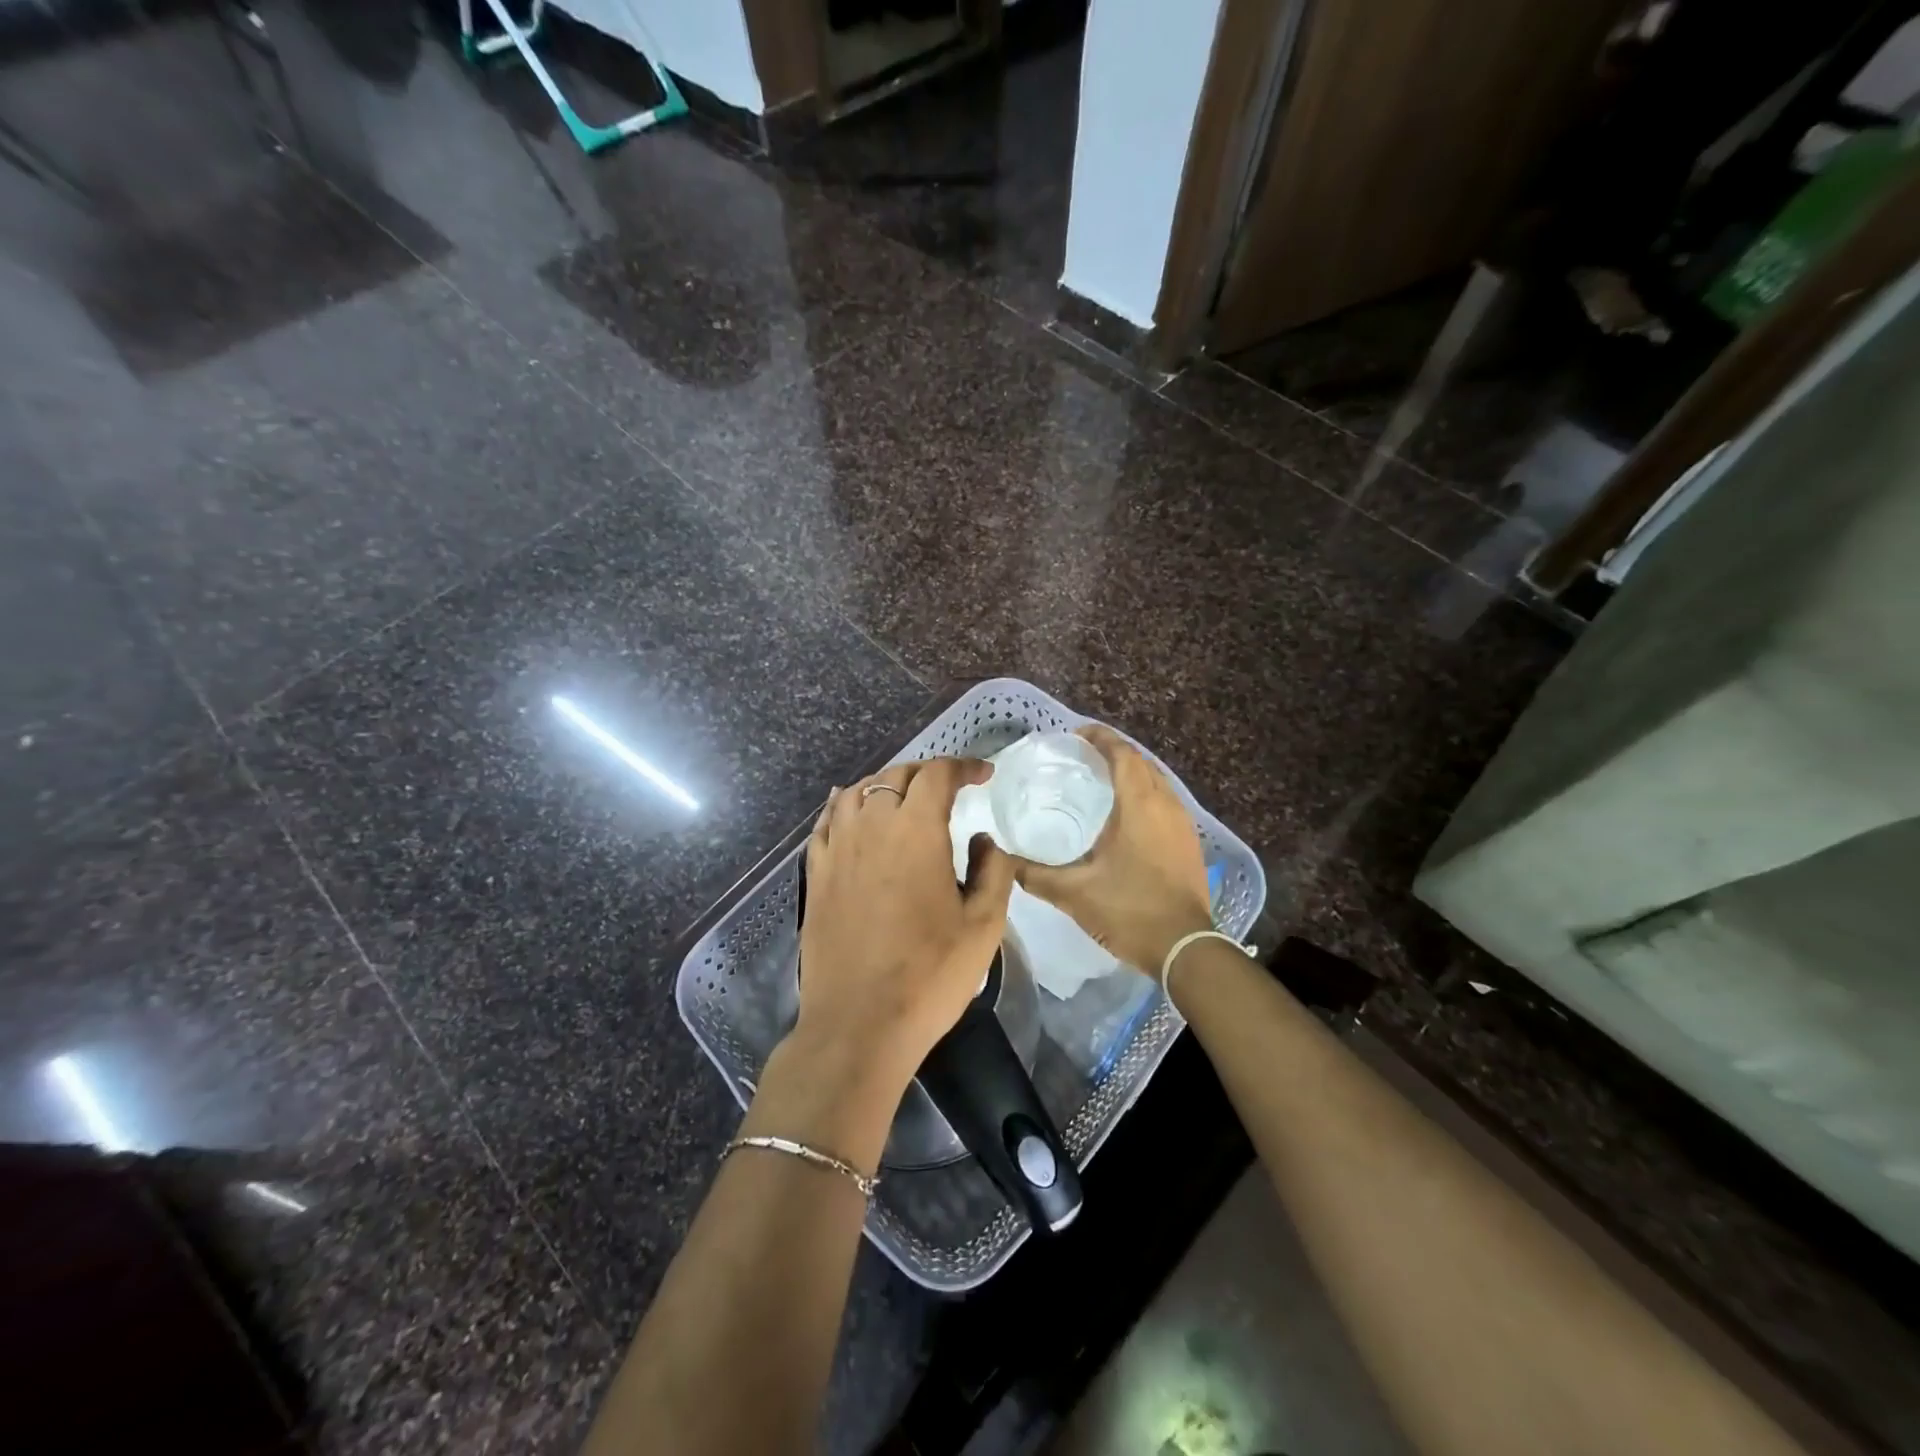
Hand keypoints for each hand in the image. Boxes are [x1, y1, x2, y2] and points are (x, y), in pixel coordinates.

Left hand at [796, 757, 1016, 1089]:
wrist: (859, 1025)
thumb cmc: (930, 976)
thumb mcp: (984, 925)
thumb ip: (993, 870)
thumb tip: (984, 838)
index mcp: (916, 832)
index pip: (937, 775)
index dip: (963, 766)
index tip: (984, 776)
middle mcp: (871, 827)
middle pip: (895, 776)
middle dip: (927, 772)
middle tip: (949, 787)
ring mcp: (837, 850)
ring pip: (856, 792)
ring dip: (884, 784)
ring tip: (903, 796)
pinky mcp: (815, 875)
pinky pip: (826, 822)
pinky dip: (842, 805)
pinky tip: (850, 811)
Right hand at [1014, 725, 1212, 972]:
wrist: (1185, 948)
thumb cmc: (1129, 910)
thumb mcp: (1074, 893)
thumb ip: (1034, 874)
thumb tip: (1003, 859)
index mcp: (1139, 805)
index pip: (1122, 754)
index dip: (1100, 737)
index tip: (1075, 734)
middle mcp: (1166, 804)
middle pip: (1141, 762)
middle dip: (1114, 752)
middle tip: (1082, 757)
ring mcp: (1183, 823)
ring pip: (1157, 782)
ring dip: (1132, 773)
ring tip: (1101, 781)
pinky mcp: (1190, 842)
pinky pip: (1166, 802)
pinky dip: (1145, 794)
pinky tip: (1126, 815)